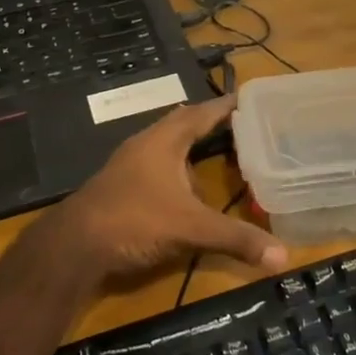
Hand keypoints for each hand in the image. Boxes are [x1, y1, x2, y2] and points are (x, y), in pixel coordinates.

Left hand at [38, 95, 286, 284]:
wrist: (72, 246)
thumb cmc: (134, 221)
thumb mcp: (190, 229)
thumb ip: (235, 239)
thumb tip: (283, 256)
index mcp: (164, 141)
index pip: (201, 113)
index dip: (225, 106)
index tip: (248, 98)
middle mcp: (146, 144)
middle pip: (182, 124)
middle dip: (208, 123)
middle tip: (238, 123)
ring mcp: (129, 165)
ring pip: (166, 146)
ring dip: (189, 148)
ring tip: (215, 152)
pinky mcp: (120, 186)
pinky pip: (156, 167)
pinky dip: (176, 170)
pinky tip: (184, 188)